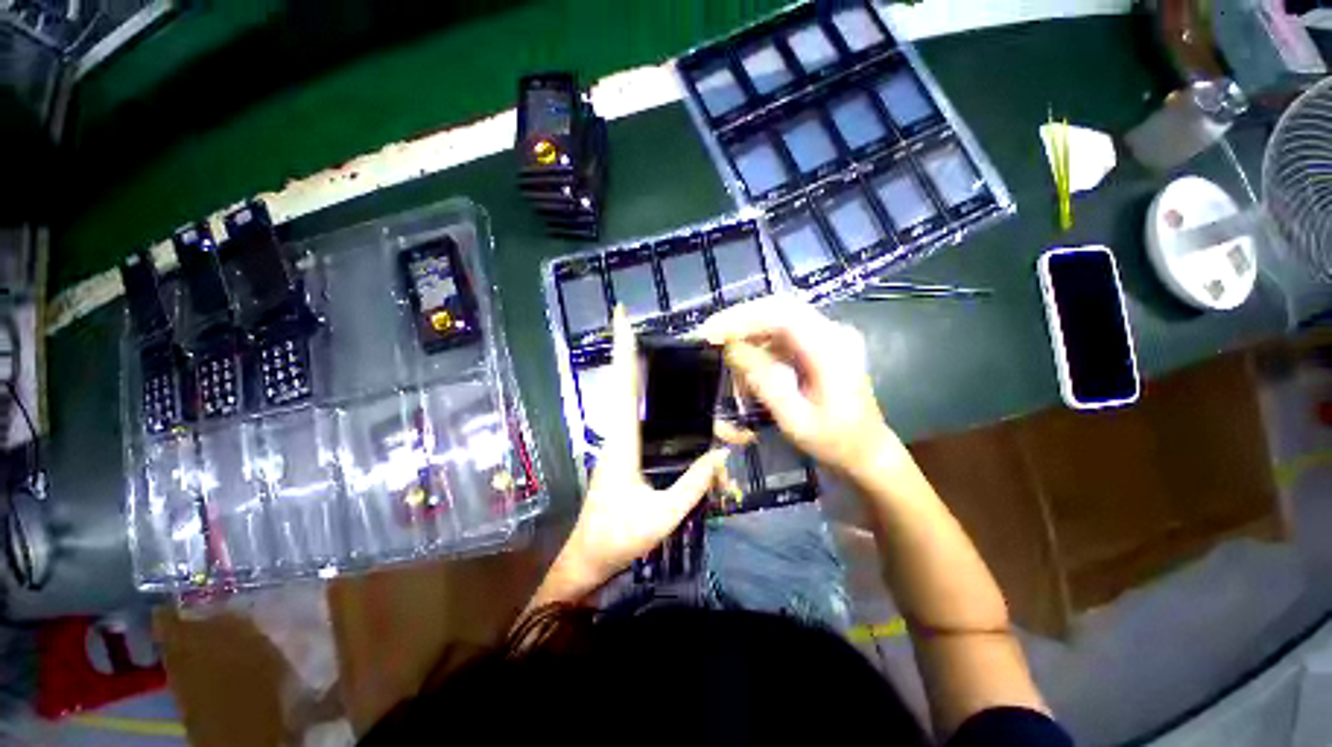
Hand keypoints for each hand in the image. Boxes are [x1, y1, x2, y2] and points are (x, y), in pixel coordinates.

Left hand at [550, 308, 728, 597]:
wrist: (590, 558)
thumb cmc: (619, 537)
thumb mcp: (662, 515)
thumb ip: (693, 483)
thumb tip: (721, 453)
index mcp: (622, 441)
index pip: (623, 385)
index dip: (622, 350)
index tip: (621, 316)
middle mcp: (620, 434)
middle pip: (631, 384)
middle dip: (638, 354)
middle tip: (658, 332)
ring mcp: (623, 443)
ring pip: (642, 404)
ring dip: (662, 389)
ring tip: (695, 387)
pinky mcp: (629, 454)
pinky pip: (648, 422)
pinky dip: (666, 412)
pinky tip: (688, 418)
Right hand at [697, 296, 901, 477]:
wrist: (866, 451)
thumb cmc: (833, 440)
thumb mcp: (794, 418)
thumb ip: (763, 380)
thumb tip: (731, 347)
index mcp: (831, 348)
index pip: (781, 314)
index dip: (742, 318)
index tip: (711, 331)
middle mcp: (832, 332)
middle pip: (778, 310)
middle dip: (741, 321)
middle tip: (711, 337)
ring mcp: (828, 336)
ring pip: (778, 320)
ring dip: (749, 336)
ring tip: (728, 360)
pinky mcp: (821, 344)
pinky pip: (783, 335)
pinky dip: (760, 347)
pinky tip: (748, 367)